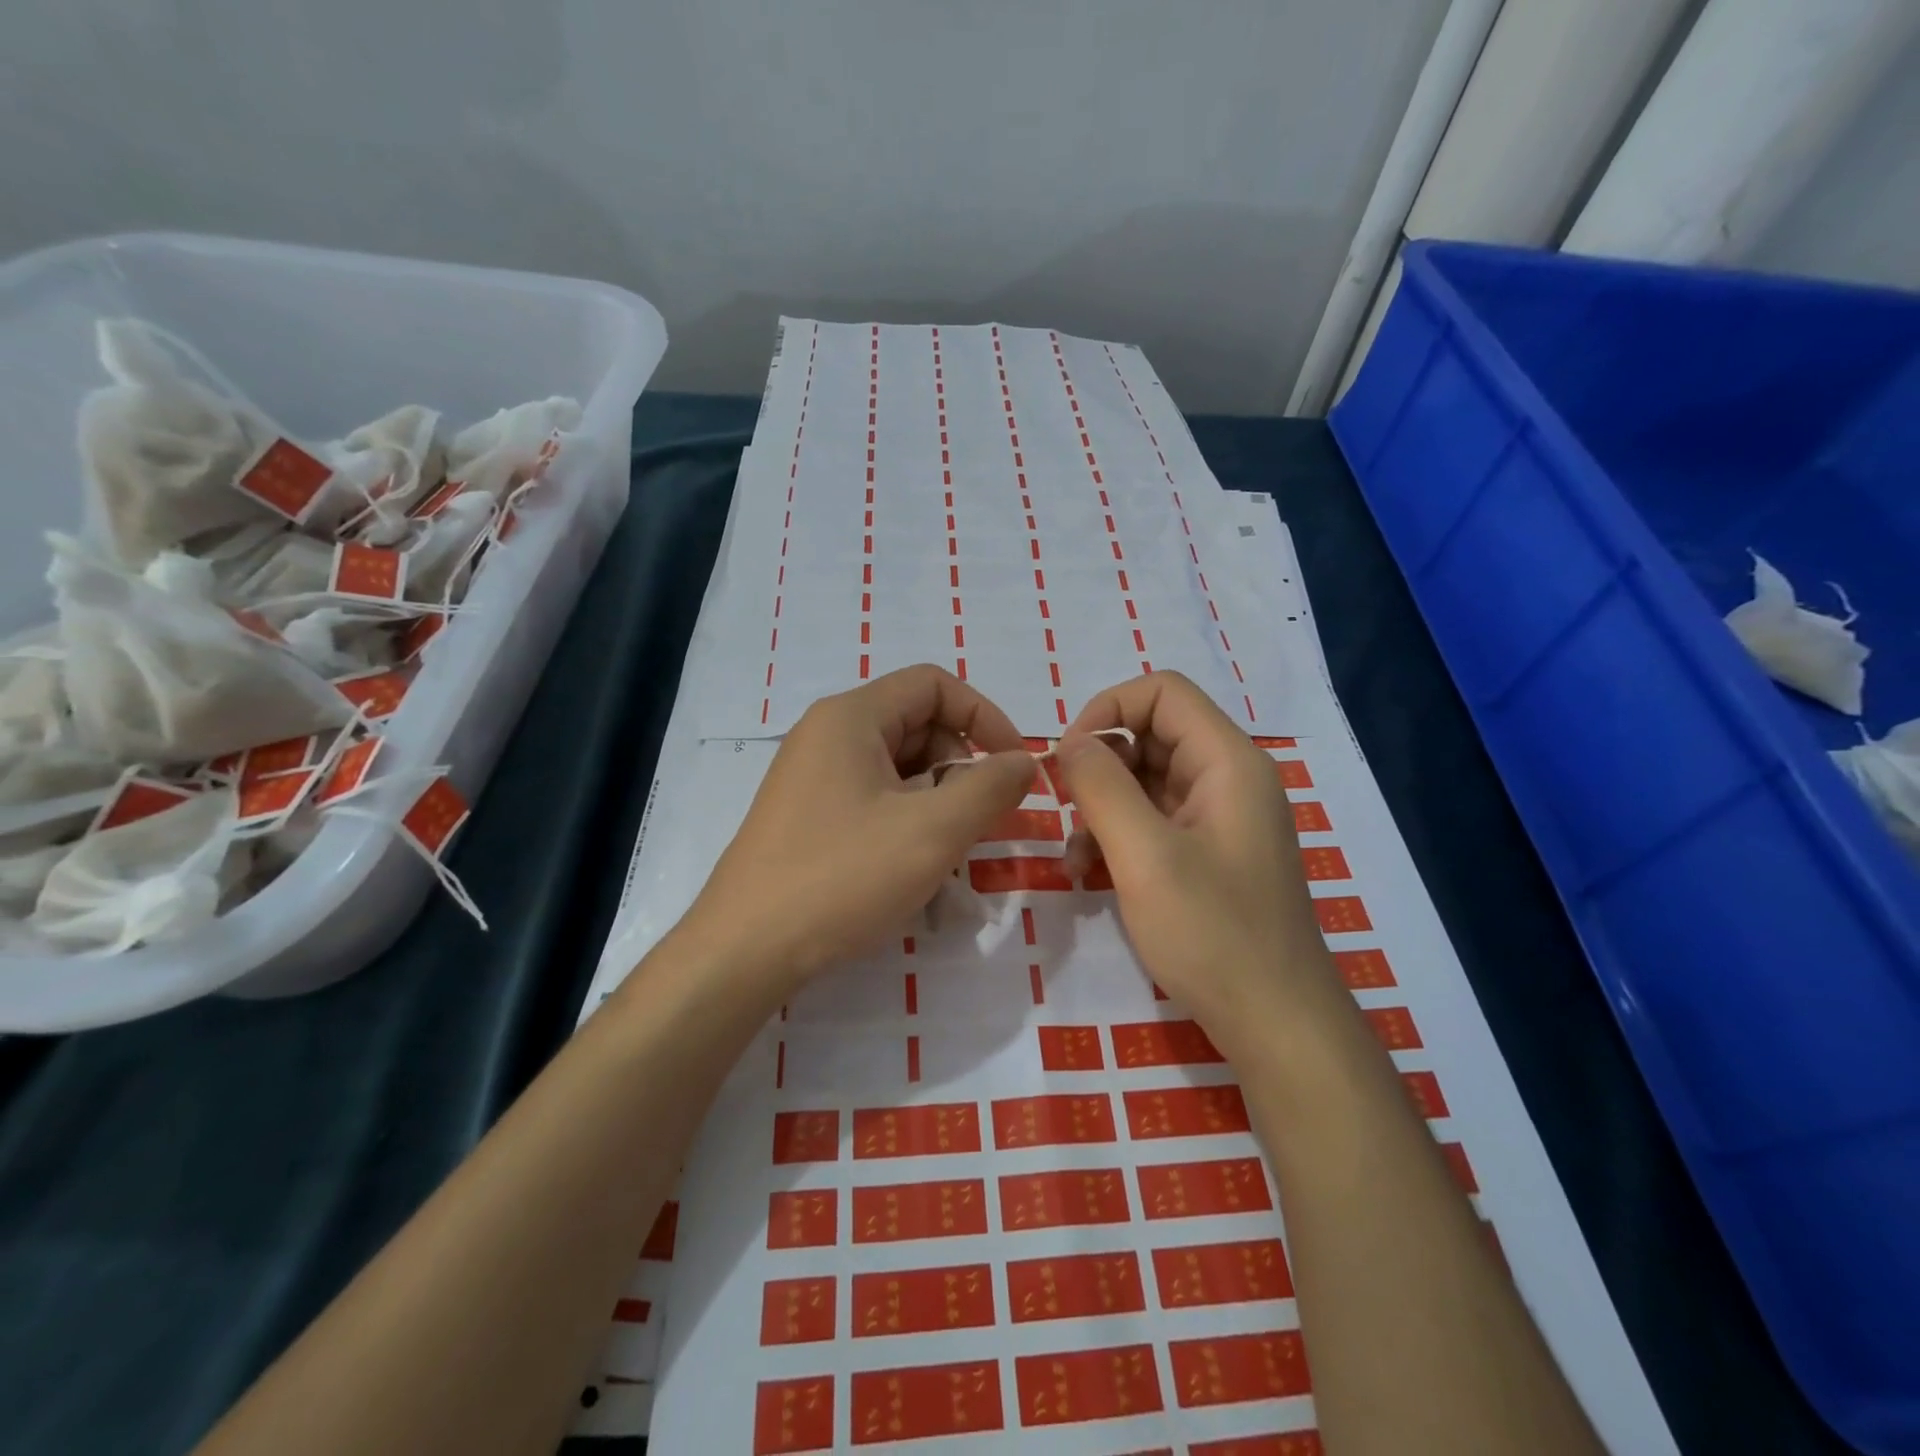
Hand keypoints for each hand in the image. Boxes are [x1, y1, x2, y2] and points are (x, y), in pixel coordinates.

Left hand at [678, 665, 1032, 995]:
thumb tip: (1023, 761)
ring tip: (944, 852)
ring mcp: (811, 777)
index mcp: (851, 717)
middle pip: (916, 724)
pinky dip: (905, 820)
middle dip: (960, 765)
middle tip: (976, 821)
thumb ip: (990, 787)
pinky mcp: (806, 816)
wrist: (743, 951)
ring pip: (897, 767)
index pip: (934, 684)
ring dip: (935, 799)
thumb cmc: (842, 877)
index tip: (1014, 767)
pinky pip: (872, 799)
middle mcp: (826, 735)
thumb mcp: (933, 831)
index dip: (985, 717)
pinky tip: (910, 867)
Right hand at [1055, 671, 1344, 1052]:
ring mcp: (1217, 818)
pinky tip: (1088, 875)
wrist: (1275, 1024)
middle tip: (1065, 809)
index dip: (1107, 710)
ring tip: (1075, 858)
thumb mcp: (1144, 855)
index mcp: (1227, 762)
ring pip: (1143, 780)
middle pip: (1149, 735)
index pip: (1161, 692)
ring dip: (1100, 808)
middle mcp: (1226, 778)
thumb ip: (1102, 787)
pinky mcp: (1205, 853)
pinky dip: (1115, 836)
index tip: (1068, 757)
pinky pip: (1151, 820)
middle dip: (1099, 767)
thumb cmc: (1213, 933)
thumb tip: (1069, 744)